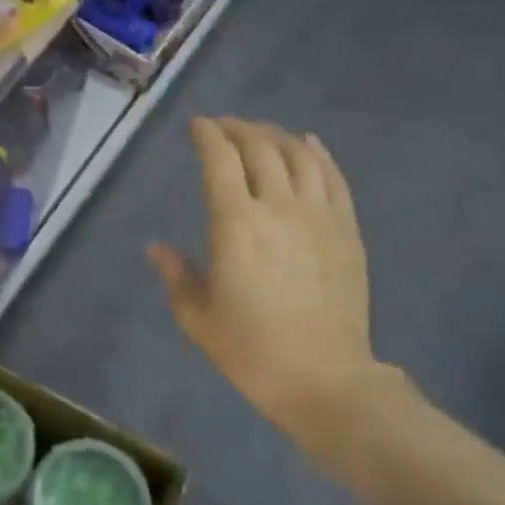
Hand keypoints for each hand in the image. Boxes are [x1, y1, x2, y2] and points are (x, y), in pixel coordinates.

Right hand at [148, 118, 384, 462]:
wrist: (324, 378)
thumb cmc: (251, 350)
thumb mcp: (197, 316)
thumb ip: (175, 274)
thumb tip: (157, 248)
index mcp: (236, 224)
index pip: (220, 160)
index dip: (207, 135)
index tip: (197, 125)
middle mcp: (279, 207)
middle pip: (260, 148)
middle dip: (238, 129)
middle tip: (223, 126)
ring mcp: (319, 215)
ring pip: (299, 155)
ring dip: (275, 135)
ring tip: (260, 133)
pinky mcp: (348, 230)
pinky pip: (334, 177)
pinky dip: (318, 153)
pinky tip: (308, 144)